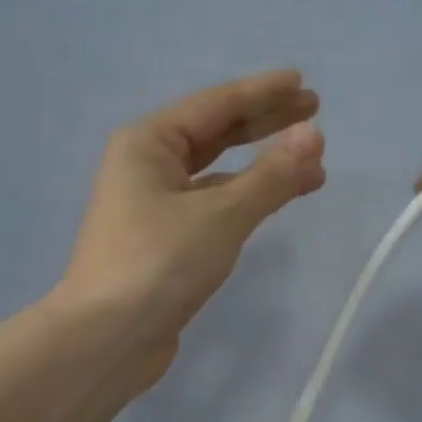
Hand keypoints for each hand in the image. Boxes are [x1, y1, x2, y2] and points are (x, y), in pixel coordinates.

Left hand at [58, 70, 324, 382]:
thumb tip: (314, 135)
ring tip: (312, 164)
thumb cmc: (158, 263)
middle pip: (215, 134)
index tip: (302, 83)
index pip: (216, 105)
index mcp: (148, 144)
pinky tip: (274, 201)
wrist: (107, 339)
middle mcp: (146, 167)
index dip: (262, 93)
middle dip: (265, 123)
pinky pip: (214, 206)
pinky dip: (246, 200)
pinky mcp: (165, 242)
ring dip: (262, 167)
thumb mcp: (221, 215)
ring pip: (217, 174)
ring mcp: (154, 206)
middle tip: (313, 110)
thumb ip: (271, 176)